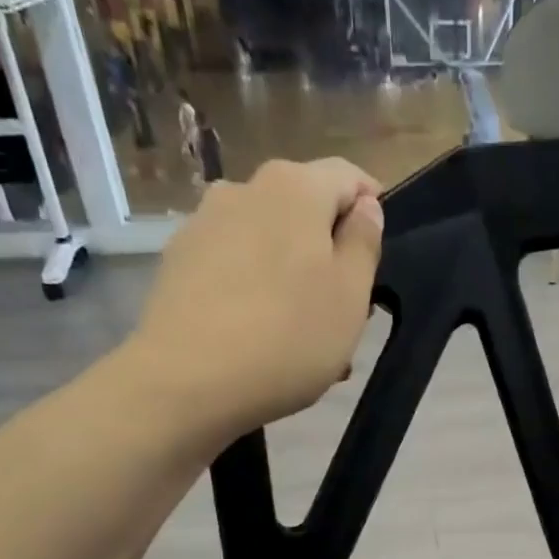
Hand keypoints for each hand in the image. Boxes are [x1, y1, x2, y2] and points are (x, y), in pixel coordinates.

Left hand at [130, 158, 383, 431]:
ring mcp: (203, 224)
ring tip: (304, 336)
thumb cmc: (288, 337)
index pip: (348, 177)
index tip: (380, 258)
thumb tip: (365, 208)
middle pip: (304, 211)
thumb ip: (364, 243)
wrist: (188, 381)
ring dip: (294, 278)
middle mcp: (244, 189)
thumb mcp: (351, 296)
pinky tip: (263, 340)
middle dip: (330, 254)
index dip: (372, 210)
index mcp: (295, 187)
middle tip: (346, 313)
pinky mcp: (178, 262)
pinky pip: (235, 268)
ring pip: (269, 243)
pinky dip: (257, 292)